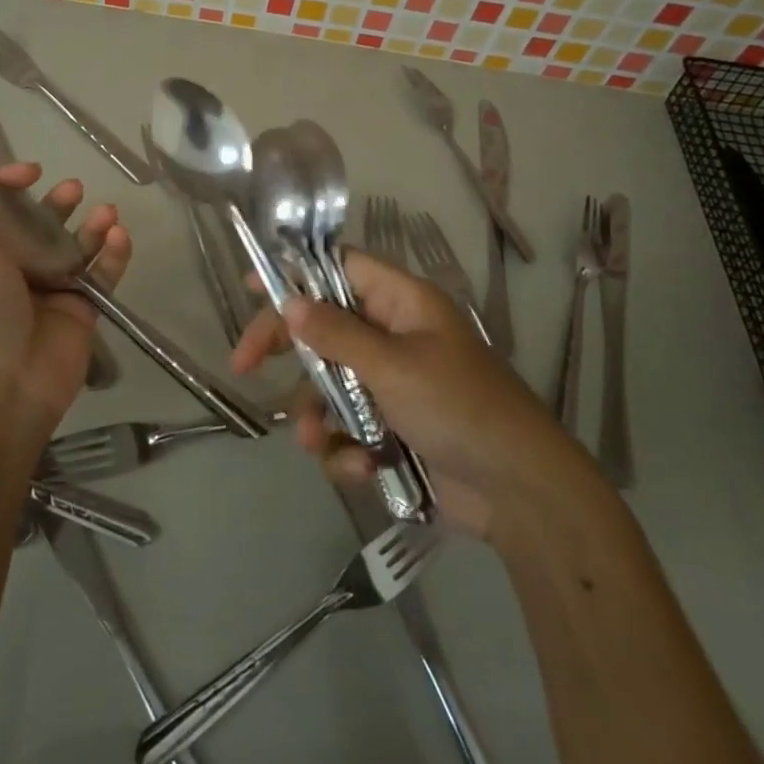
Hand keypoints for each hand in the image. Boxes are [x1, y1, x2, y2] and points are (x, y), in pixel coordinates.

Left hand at [0, 162, 128, 456]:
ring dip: (91, 226)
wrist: (5, 391)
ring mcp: (51, 290)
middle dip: (56, 203)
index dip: (8, 184)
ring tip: (107, 212)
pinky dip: (113, 255)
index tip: (31, 172)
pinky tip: (120, 237)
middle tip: (73, 189)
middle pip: (39, 225)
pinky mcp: (82, 310)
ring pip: (75, 247)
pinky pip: (101, 275)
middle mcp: (15, 269)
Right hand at [232, 248, 595, 540]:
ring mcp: (393, 385)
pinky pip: (348, 428)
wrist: (520, 493)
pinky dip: (347, 450)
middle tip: (244, 364)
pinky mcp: (393, 430)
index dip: (296, 272)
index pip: (339, 269)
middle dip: (289, 352)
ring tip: (319, 444)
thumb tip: (290, 302)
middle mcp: (394, 336)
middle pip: (323, 328)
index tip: (252, 288)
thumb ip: (336, 334)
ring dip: (318, 415)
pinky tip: (363, 468)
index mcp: (403, 304)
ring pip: (329, 386)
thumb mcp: (393, 366)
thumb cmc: (459, 408)